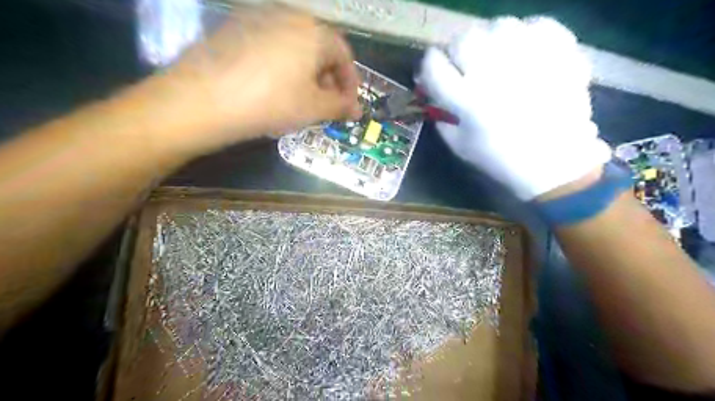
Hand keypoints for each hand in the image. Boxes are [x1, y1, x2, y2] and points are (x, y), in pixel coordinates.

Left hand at [154, 4, 360, 152]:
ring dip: (306, 74)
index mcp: (313, 32)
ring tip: (301, 100)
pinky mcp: (234, 28)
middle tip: (326, 105)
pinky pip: (271, 47)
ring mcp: (258, 19)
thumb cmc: (272, 102)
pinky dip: (282, 67)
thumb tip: (356, 110)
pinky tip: (274, 89)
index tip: (348, 105)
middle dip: (329, 79)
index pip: (344, 55)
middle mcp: (288, 16)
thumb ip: (340, 106)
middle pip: (319, 48)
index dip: (351, 83)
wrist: (205, 99)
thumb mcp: (314, 108)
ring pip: (295, 47)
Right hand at [421, 16, 611, 200]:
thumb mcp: (459, 145)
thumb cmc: (500, 158)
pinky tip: (524, 52)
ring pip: (498, 26)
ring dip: (490, 39)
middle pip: (464, 39)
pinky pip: (536, 25)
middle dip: (458, 50)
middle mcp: (494, 75)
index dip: (430, 64)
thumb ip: (441, 115)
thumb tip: (433, 91)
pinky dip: (526, 34)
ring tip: (496, 57)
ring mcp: (529, 60)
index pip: (434, 65)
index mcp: (467, 101)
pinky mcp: (559, 54)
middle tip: (466, 64)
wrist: (554, 162)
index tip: (435, 69)